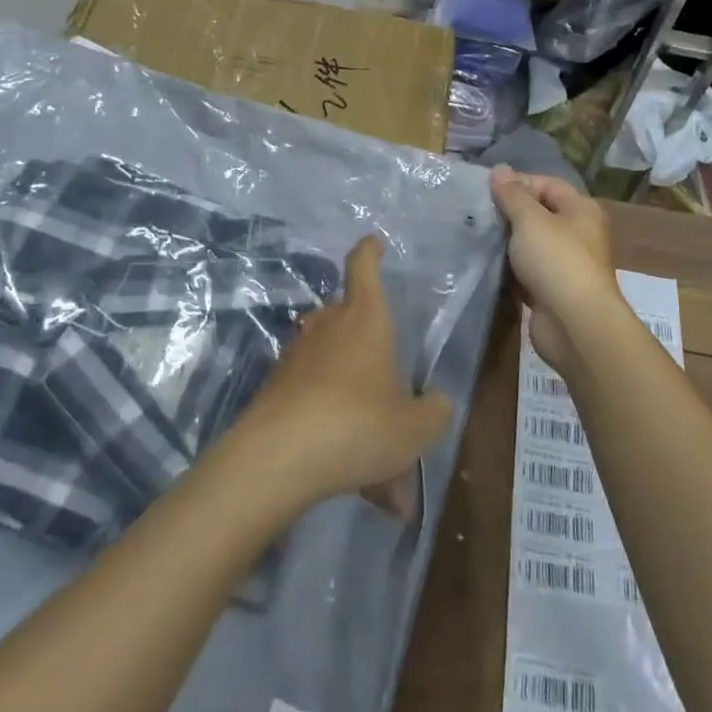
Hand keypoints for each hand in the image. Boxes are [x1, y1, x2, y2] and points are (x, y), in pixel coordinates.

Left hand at [230, 235, 452, 518]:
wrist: (277, 458)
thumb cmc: (358, 425)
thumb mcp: (414, 428)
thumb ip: (433, 412)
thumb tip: (437, 402)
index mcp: (364, 318)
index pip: (363, 267)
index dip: (369, 251)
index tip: (373, 242)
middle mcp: (327, 325)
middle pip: (348, 319)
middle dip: (369, 347)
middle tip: (390, 389)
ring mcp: (295, 355)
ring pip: (331, 365)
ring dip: (351, 396)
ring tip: (375, 456)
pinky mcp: (274, 388)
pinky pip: (312, 397)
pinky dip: (329, 423)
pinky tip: (346, 469)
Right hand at [490, 165, 627, 372]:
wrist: (575, 325)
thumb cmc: (556, 261)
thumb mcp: (530, 220)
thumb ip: (512, 194)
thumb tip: (500, 169)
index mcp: (581, 210)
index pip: (547, 184)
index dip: (519, 183)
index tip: (488, 191)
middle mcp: (578, 234)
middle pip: (539, 214)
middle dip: (509, 214)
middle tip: (477, 214)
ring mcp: (566, 265)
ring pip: (531, 245)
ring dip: (507, 244)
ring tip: (476, 237)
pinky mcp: (552, 292)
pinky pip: (527, 273)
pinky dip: (510, 270)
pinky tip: (486, 266)